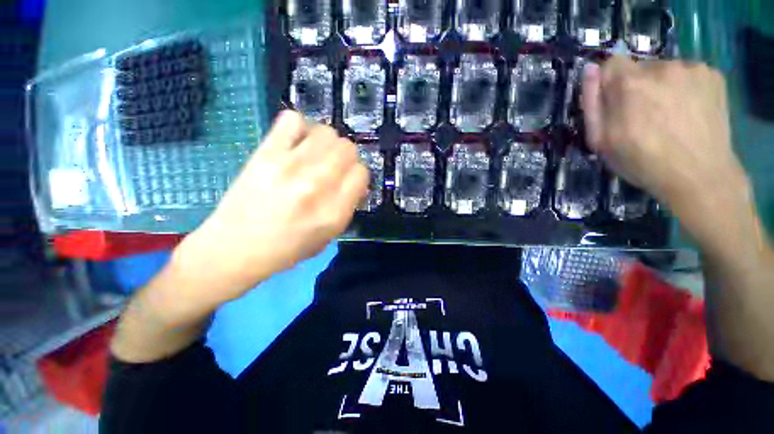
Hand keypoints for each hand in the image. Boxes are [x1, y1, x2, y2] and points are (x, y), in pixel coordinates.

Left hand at [172, 111, 367, 309]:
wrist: (234, 249)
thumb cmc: (287, 249)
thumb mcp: (329, 236)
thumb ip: (347, 206)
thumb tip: (355, 182)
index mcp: (333, 212)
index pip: (361, 173)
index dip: (358, 176)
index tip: (349, 181)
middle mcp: (316, 185)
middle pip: (348, 148)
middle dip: (346, 157)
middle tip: (333, 167)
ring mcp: (289, 166)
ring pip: (327, 133)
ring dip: (326, 143)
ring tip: (315, 155)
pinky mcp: (265, 153)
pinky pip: (292, 120)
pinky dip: (300, 128)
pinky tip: (295, 144)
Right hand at [581, 57, 750, 229]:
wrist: (699, 176)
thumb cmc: (642, 162)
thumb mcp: (601, 141)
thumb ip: (592, 104)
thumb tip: (590, 70)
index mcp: (630, 83)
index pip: (612, 62)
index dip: (610, 83)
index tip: (617, 104)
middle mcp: (662, 66)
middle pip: (640, 67)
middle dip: (637, 87)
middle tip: (644, 117)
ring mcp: (692, 68)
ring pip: (665, 70)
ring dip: (661, 87)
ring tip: (669, 116)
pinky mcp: (713, 74)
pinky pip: (688, 74)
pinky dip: (684, 88)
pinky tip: (688, 111)